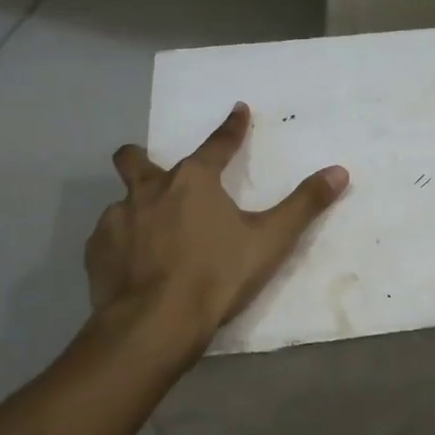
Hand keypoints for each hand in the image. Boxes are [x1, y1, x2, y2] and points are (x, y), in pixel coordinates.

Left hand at [87, 103, 347, 343]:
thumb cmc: (217, 276)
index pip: (218, 143)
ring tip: (152, 236)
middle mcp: (150, 190)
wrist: (154, 324)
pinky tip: (133, 265)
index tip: (238, 110)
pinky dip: (122, 243)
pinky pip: (108, 236)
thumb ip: (304, 204)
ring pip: (122, 201)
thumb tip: (339, 171)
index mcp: (194, 181)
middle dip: (142, 157)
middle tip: (157, 173)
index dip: (232, 127)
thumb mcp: (270, 241)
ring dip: (137, 209)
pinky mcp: (96, 251)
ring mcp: (117, 219)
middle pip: (135, 159)